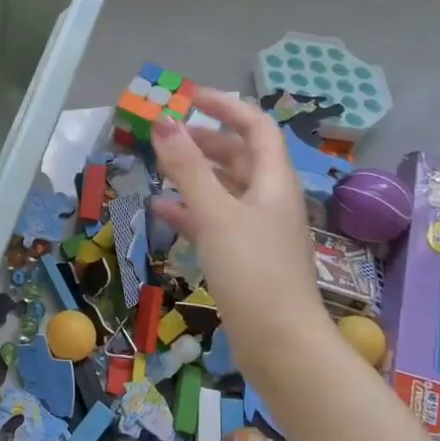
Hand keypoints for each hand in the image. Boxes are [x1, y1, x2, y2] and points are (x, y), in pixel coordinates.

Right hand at [148, 87, 332, 367]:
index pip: (256, 127)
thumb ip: (187, 167)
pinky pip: (216, 221)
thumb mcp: (215, 213)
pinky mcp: (245, 257)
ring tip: (160, 167)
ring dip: (196, 174)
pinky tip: (161, 210)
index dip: (226, 107)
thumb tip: (163, 121)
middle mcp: (270, 200)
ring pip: (226, 189)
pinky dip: (191, 210)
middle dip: (206, 140)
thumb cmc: (252, 270)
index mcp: (273, 182)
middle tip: (167, 135)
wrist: (279, 343)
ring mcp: (259, 230)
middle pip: (240, 156)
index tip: (190, 97)